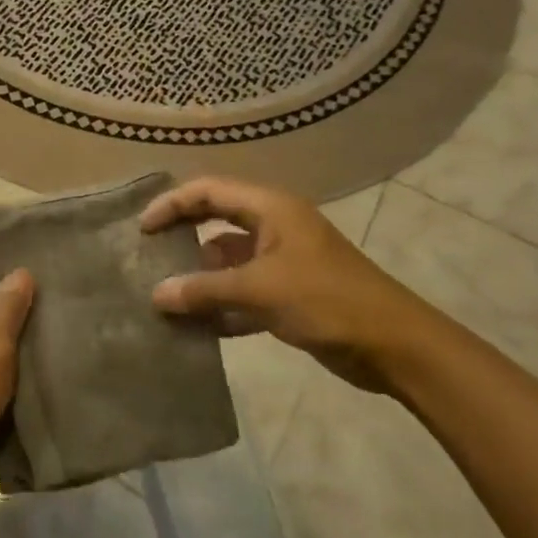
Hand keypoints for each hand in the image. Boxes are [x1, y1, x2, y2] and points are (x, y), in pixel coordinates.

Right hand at [140, 177, 437, 393]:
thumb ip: (205, 289)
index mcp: (271, 209)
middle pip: (216, 220)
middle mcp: (274, 228)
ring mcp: (282, 262)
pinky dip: (221, 305)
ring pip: (228, 260)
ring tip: (164, 296)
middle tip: (147, 255)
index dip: (172, 204)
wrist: (395, 346)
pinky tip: (196, 326)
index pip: (209, 191)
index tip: (142, 229)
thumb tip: (156, 295)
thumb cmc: (326, 301)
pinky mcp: (289, 295)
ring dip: (200, 277)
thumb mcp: (260, 290)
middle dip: (182, 236)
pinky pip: (242, 292)